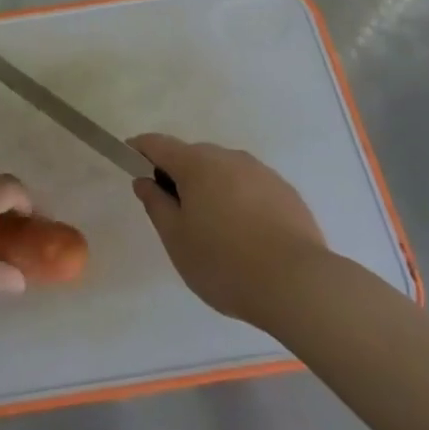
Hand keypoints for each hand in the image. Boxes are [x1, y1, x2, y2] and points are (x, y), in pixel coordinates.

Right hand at [130, 135, 328, 326]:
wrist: (299, 285)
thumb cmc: (224, 263)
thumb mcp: (176, 239)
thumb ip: (156, 204)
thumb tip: (144, 180)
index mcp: (197, 164)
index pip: (158, 144)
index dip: (140, 149)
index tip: (130, 161)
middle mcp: (229, 157)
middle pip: (193, 157)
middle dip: (179, 175)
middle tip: (175, 213)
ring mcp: (261, 172)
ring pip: (224, 172)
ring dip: (211, 188)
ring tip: (214, 230)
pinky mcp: (286, 192)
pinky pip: (250, 188)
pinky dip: (239, 201)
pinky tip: (246, 236)